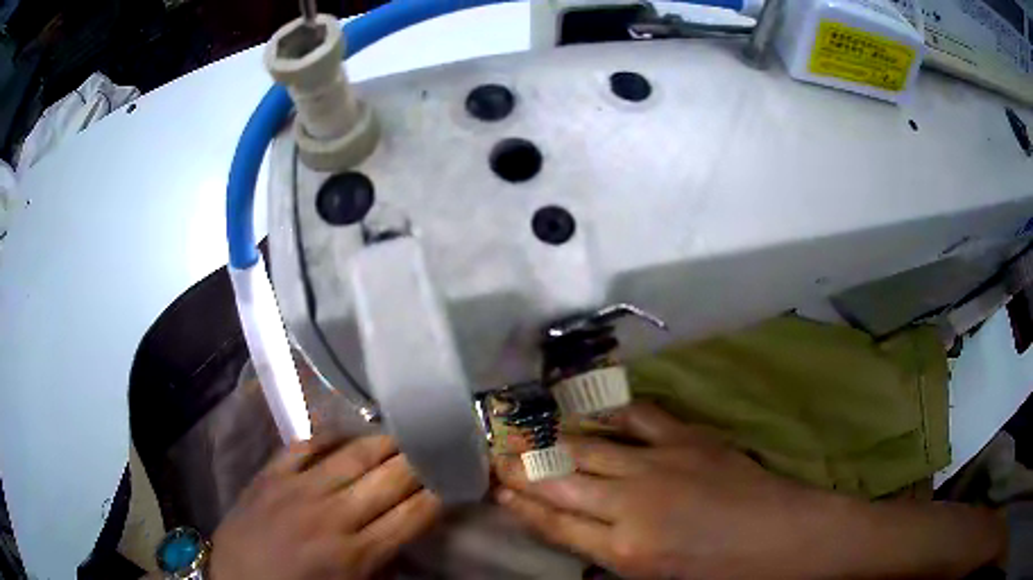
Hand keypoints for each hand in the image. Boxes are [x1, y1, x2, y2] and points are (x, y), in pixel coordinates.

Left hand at [209, 435, 440, 579]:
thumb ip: (383, 563)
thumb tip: (405, 531)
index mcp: (356, 553)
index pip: (411, 516)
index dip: (437, 495)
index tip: (455, 478)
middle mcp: (332, 516)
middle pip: (388, 481)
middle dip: (419, 463)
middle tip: (439, 446)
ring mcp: (298, 490)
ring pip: (351, 457)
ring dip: (383, 444)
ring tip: (404, 433)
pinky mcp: (270, 476)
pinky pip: (304, 445)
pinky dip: (327, 435)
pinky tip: (344, 431)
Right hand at [494, 403, 1006, 579]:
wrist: (790, 540)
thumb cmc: (728, 576)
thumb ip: (613, 557)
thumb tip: (579, 534)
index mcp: (627, 550)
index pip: (555, 522)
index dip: (521, 502)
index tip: (493, 484)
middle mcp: (635, 504)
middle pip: (563, 481)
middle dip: (523, 466)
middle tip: (492, 447)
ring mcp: (664, 464)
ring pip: (591, 448)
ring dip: (553, 439)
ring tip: (521, 426)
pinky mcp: (691, 438)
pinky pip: (639, 417)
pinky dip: (609, 413)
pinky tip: (589, 408)